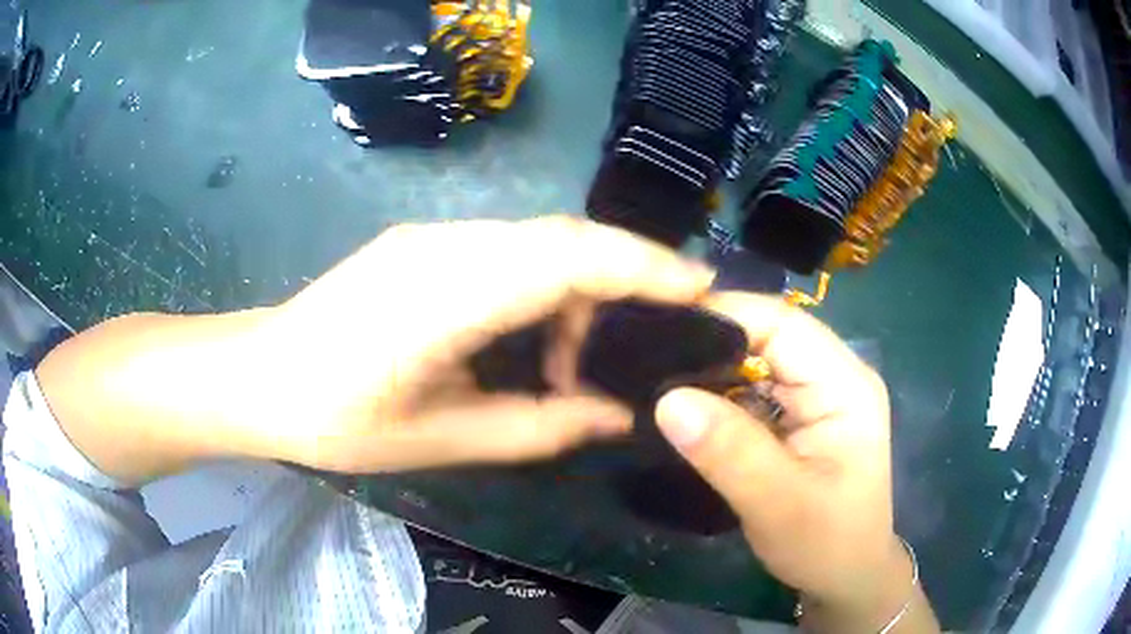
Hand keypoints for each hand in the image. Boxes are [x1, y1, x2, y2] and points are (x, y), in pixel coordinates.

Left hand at [247, 216, 714, 472]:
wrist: (259, 376)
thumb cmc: (335, 419)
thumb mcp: (440, 439)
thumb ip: (537, 426)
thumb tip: (616, 415)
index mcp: (445, 293)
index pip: (568, 255)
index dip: (644, 264)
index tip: (700, 286)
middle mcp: (446, 244)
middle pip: (563, 236)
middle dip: (626, 275)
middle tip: (659, 331)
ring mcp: (432, 237)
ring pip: (539, 240)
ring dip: (580, 289)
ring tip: (581, 359)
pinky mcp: (423, 244)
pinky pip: (508, 249)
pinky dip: (545, 285)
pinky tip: (537, 336)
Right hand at [655, 293, 938, 632]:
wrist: (845, 577)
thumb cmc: (827, 544)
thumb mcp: (780, 505)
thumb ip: (730, 453)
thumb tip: (668, 399)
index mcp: (844, 384)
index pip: (782, 324)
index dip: (724, 315)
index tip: (660, 326)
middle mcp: (831, 378)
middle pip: (766, 338)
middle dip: (708, 343)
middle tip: (645, 357)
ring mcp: (813, 398)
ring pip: (754, 365)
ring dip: (708, 372)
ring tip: (651, 379)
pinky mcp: (795, 420)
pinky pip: (750, 395)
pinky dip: (716, 400)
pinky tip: (681, 409)